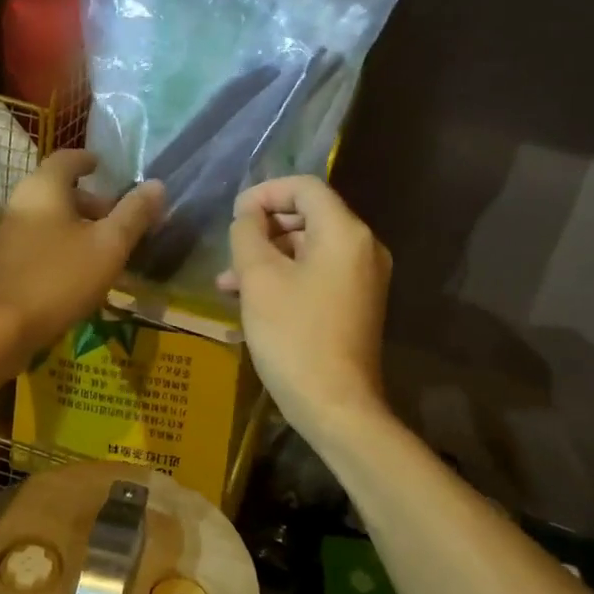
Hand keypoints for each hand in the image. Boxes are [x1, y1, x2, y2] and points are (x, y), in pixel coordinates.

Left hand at [0, 150, 164, 365]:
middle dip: (90, 201)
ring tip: (103, 250)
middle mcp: (19, 202)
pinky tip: (77, 273)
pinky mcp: (1, 263)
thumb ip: (134, 214)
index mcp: (43, 188)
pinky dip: (60, 246)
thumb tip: (157, 185)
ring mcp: (5, 234)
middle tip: (117, 219)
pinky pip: (37, 242)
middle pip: (58, 191)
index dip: (88, 160)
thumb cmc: (59, 278)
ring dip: (76, 227)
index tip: (104, 167)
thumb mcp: (109, 246)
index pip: (67, 158)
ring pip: (47, 218)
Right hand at [218, 176, 390, 439]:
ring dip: (269, 256)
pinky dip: (287, 276)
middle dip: (264, 228)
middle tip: (230, 249)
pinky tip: (252, 298)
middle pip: (309, 216)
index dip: (265, 192)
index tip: (233, 214)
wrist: (336, 406)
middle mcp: (363, 247)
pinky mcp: (358, 303)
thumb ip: (248, 234)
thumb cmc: (294, 336)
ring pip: (310, 248)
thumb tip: (248, 216)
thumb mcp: (259, 279)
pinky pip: (319, 273)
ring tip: (228, 282)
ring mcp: (364, 277)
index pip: (305, 188)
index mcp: (345, 232)